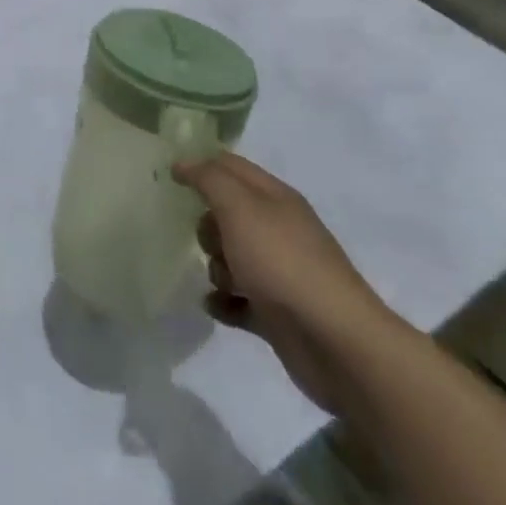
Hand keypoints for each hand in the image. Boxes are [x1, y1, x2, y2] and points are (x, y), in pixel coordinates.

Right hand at [174, 155, 399, 413]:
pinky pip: (237, 299)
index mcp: (274, 198)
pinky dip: (223, 301)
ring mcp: (279, 272)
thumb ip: (209, 179)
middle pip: (227, 214)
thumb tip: (183, 162)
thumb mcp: (240, 208)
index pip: (230, 166)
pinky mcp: (277, 312)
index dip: (200, 165)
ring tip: (224, 282)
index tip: (169, 176)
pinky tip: (215, 306)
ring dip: (215, 268)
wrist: (336, 342)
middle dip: (207, 226)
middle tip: (209, 242)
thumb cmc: (283, 263)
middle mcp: (278, 230)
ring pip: (230, 257)